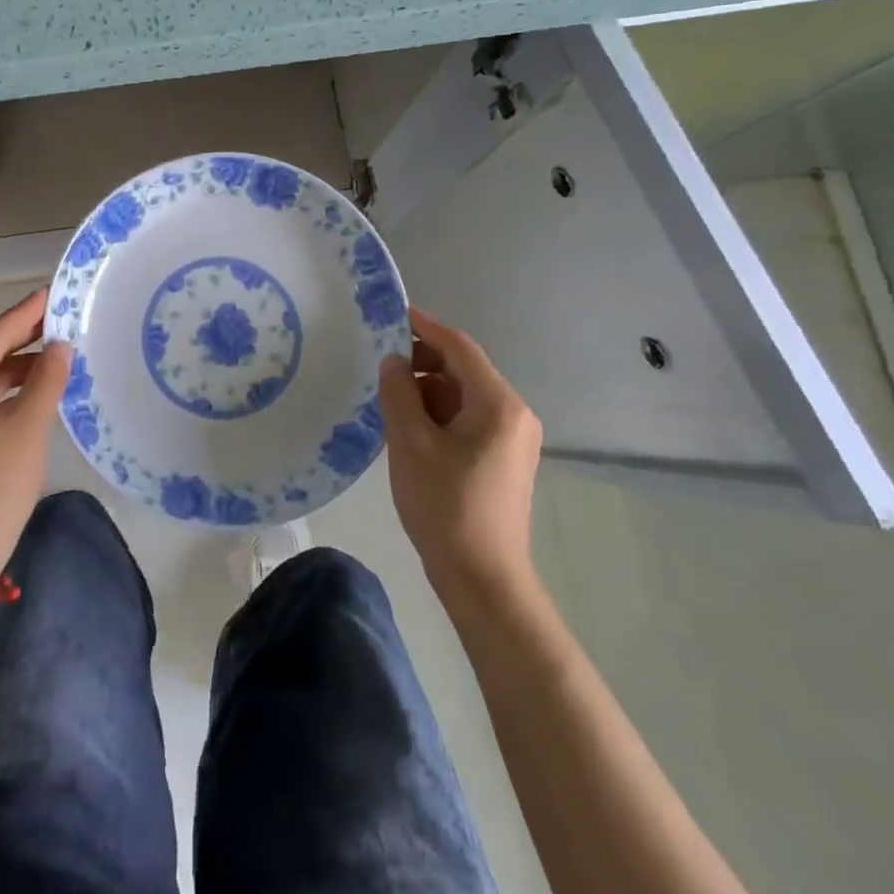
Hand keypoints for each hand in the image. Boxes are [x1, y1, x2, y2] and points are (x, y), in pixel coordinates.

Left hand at [0, 288, 72, 572]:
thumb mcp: (27, 428)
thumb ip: (46, 379)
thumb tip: (61, 346)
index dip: (26, 315)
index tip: (53, 292)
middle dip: (22, 339)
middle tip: (62, 318)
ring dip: (16, 367)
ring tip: (58, 351)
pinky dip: (3, 391)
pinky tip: (35, 384)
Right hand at [378, 307, 543, 599]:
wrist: (483, 580)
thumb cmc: (446, 506)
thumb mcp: (411, 444)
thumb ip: (399, 393)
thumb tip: (393, 361)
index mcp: (499, 405)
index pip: (460, 348)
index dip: (425, 328)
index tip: (393, 313)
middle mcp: (513, 414)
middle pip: (464, 371)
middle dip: (422, 362)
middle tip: (380, 363)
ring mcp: (512, 439)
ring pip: (463, 396)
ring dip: (427, 391)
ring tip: (387, 399)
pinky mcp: (503, 460)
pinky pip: (467, 419)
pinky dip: (438, 414)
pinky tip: (408, 426)